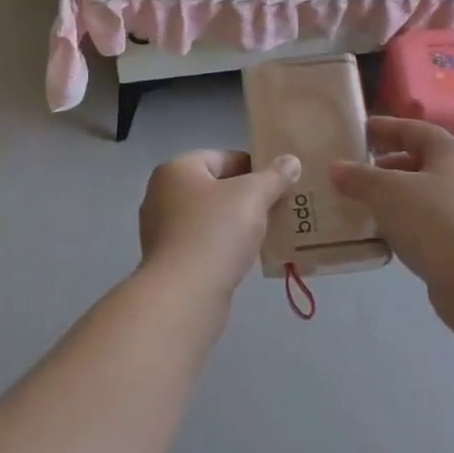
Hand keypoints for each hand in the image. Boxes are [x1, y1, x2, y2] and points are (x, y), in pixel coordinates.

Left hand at [138, 150, 301, 299]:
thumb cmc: (215, 232)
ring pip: (212, 217)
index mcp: (176, 170)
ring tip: (271, 231)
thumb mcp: (252, 196)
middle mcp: (162, 195)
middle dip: (249, 197)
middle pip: (217, 187)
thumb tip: (291, 161)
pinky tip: (248, 255)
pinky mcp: (170, 260)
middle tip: (281, 206)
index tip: (281, 182)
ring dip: (239, 223)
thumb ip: (274, 176)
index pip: (223, 157)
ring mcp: (163, 230)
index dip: (255, 166)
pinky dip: (226, 245)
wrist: (184, 295)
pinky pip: (205, 243)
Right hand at [330, 118, 453, 294]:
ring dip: (393, 194)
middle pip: (420, 159)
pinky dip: (404, 219)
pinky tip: (382, 231)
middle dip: (386, 164)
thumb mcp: (387, 192)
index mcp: (452, 151)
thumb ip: (360, 177)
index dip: (385, 127)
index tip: (358, 131)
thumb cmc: (434, 222)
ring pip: (423, 192)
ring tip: (362, 201)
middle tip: (355, 170)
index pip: (414, 129)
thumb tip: (337, 168)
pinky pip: (427, 219)